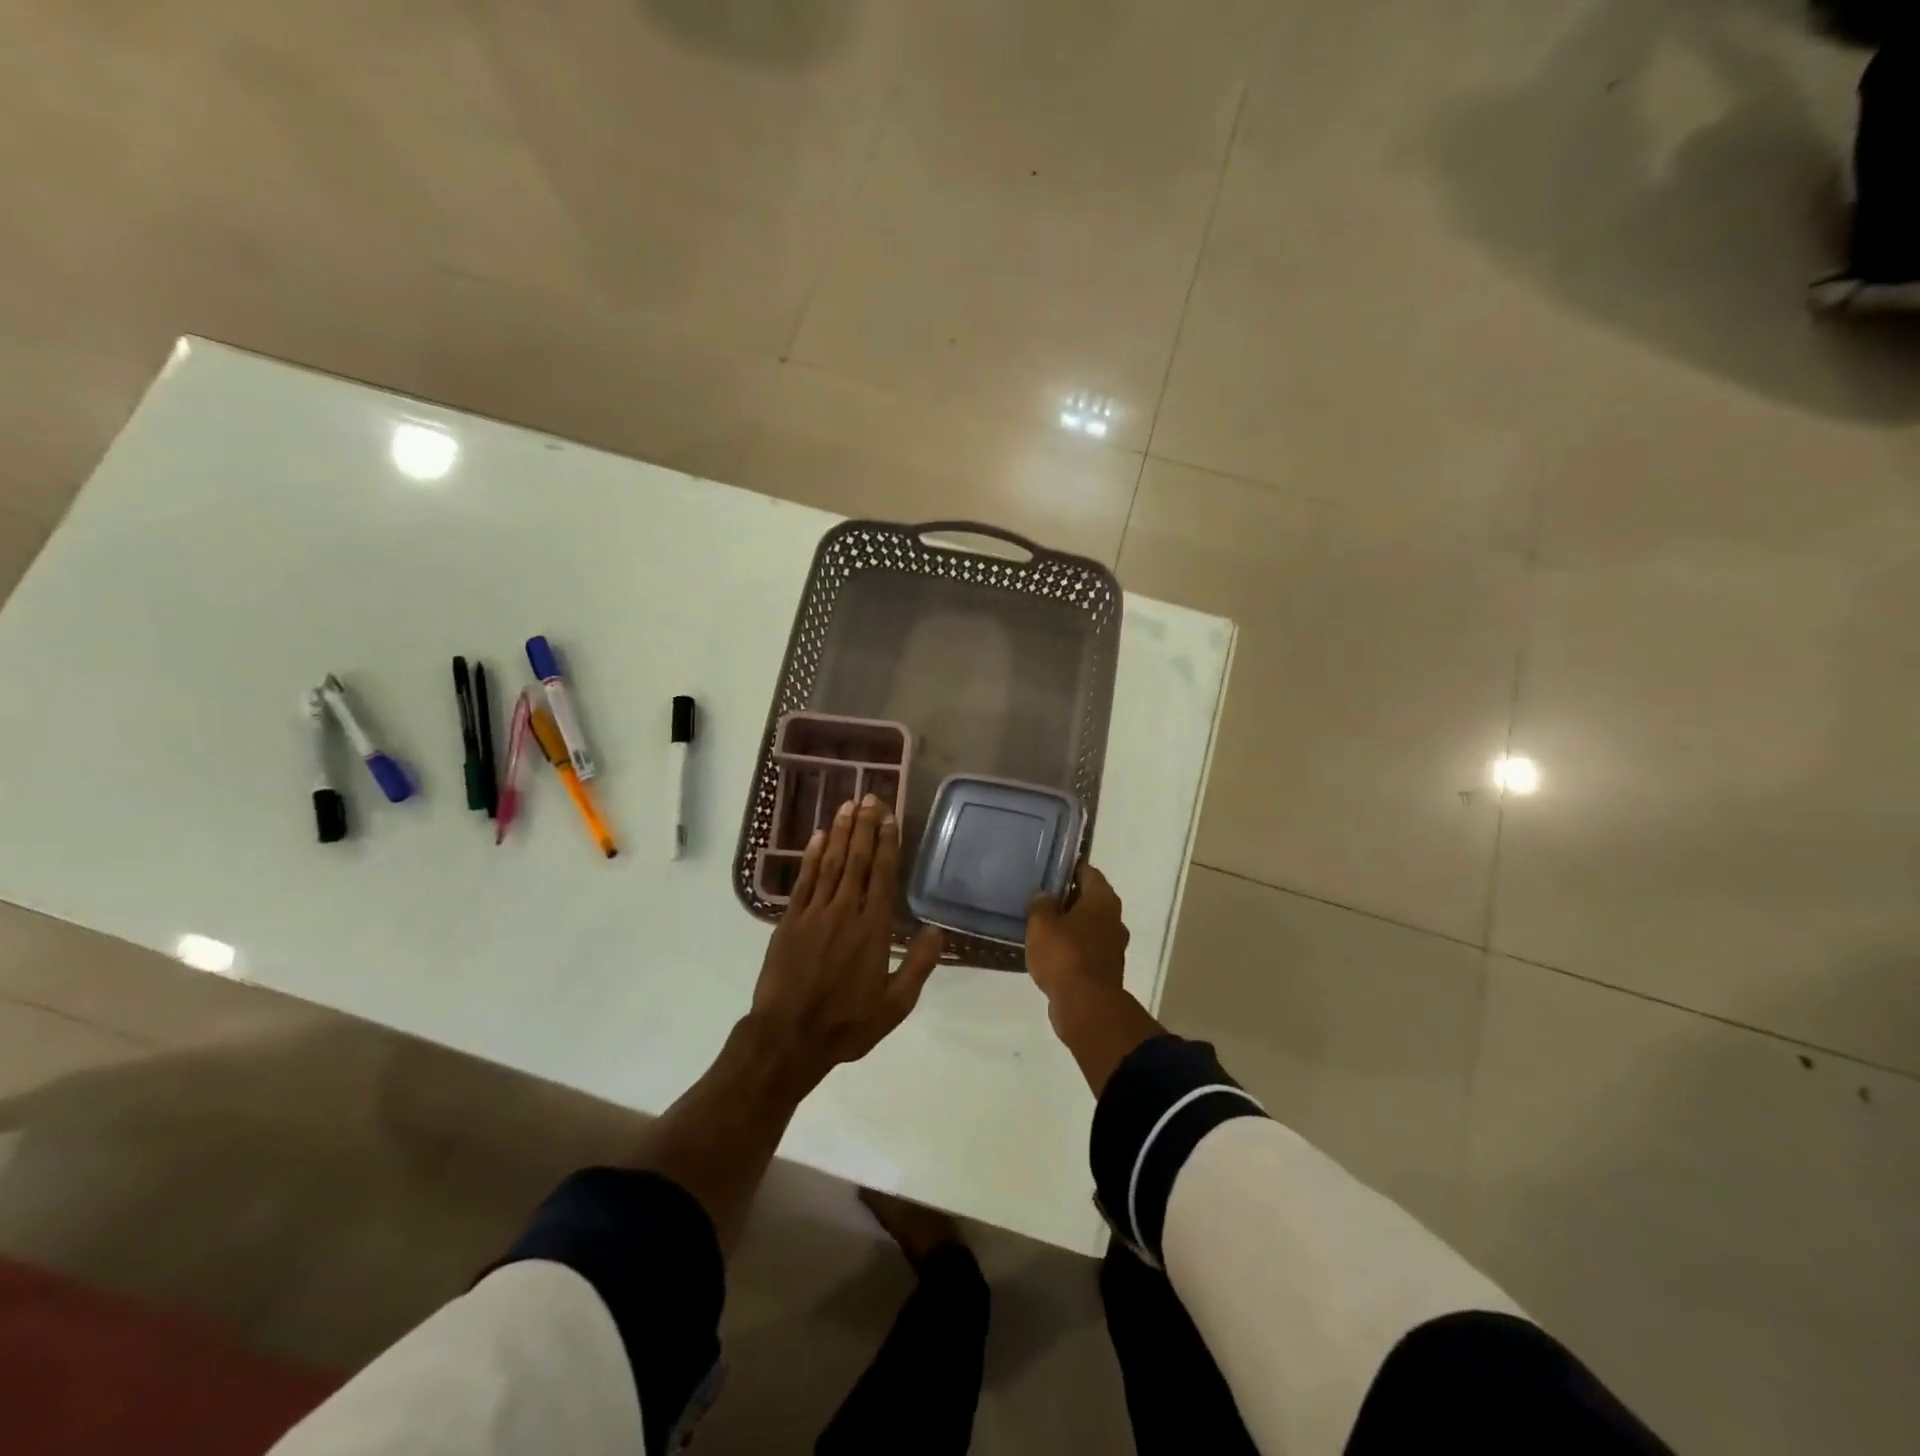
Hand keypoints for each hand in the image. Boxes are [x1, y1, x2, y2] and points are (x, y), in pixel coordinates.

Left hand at [752, 793, 944, 1080]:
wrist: (788, 1037)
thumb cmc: (846, 1024)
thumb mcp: (894, 1005)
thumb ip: (918, 966)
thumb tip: (938, 930)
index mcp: (873, 929)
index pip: (882, 875)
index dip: (887, 843)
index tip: (889, 816)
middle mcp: (845, 912)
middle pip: (857, 860)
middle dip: (864, 826)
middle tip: (869, 796)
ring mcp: (814, 913)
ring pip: (830, 863)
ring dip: (839, 832)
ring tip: (847, 804)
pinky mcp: (789, 921)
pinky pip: (803, 880)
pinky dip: (810, 856)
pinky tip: (817, 836)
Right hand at [1026, 864, 1129, 1014]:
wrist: (1086, 1007)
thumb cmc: (1065, 955)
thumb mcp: (1041, 924)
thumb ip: (1041, 905)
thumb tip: (1045, 895)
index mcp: (1103, 900)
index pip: (1088, 872)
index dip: (1069, 868)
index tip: (1049, 869)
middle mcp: (1113, 919)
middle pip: (1089, 899)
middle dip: (1067, 897)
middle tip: (1040, 897)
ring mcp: (1112, 946)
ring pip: (1088, 925)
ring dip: (1069, 925)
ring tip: (1041, 925)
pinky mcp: (1105, 969)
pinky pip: (1086, 949)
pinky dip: (1071, 947)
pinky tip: (1050, 951)